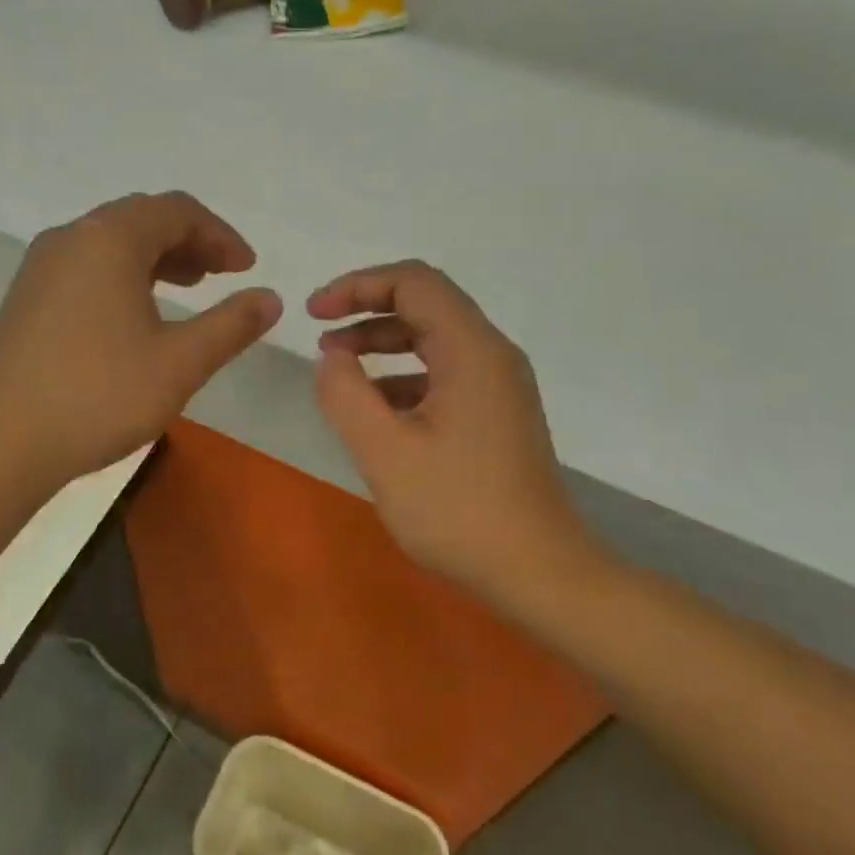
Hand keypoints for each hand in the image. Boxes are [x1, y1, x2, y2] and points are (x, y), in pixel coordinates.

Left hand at [0, 192, 280, 487]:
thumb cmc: (97, 396)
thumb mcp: (179, 363)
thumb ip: (231, 325)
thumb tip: (270, 298)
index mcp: (109, 240)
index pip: (177, 211)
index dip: (220, 235)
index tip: (247, 269)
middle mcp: (71, 238)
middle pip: (142, 218)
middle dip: (190, 240)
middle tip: (223, 274)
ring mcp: (42, 266)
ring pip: (112, 241)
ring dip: (157, 256)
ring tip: (189, 287)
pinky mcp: (27, 296)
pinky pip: (87, 264)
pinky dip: (124, 273)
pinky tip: (137, 312)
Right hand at [309, 261, 587, 598]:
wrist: (539, 572)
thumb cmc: (459, 510)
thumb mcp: (385, 452)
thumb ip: (346, 394)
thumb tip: (332, 357)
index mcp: (471, 350)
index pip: (413, 282)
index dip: (358, 285)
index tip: (315, 313)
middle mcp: (491, 354)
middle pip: (426, 303)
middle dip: (367, 310)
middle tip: (320, 333)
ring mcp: (499, 384)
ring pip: (434, 338)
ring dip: (383, 342)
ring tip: (339, 366)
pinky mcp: (498, 413)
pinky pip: (445, 372)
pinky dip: (403, 375)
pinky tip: (375, 408)